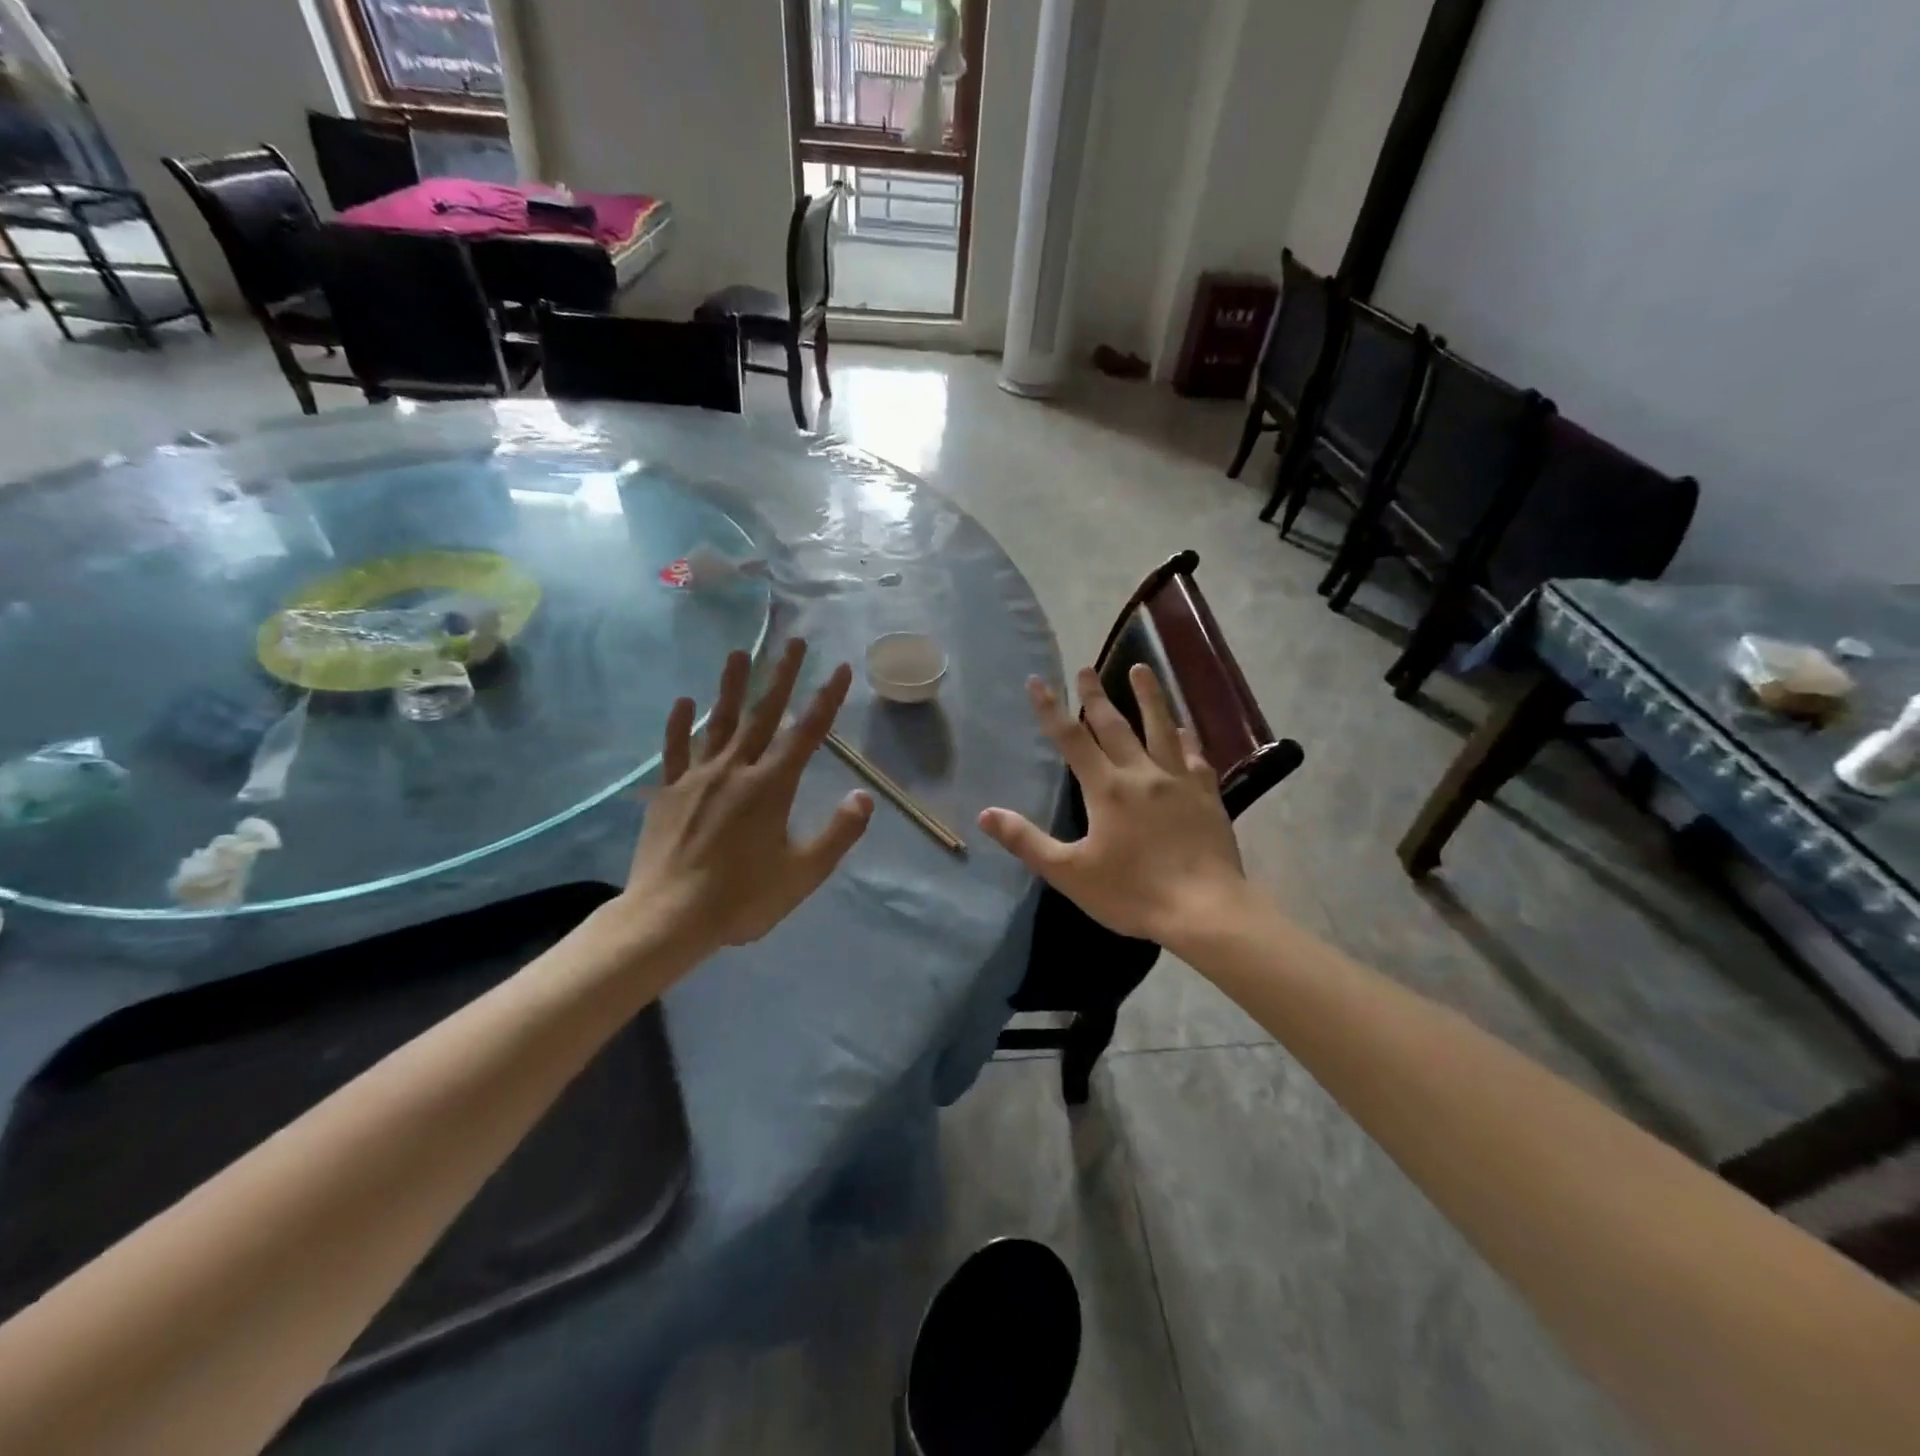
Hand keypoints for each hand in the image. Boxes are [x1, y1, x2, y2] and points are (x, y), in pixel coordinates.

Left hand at [615, 639, 872, 958]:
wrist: (669, 918)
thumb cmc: (742, 898)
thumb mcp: (803, 874)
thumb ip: (838, 833)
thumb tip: (864, 795)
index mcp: (772, 787)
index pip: (807, 733)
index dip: (827, 699)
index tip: (840, 668)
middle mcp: (736, 770)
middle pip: (763, 715)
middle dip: (782, 676)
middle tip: (795, 642)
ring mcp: (697, 778)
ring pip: (718, 722)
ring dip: (731, 686)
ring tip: (739, 652)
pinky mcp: (669, 792)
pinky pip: (675, 750)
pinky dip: (679, 725)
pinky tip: (683, 701)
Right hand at [978, 664, 1246, 946]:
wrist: (1205, 909)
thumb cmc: (1132, 893)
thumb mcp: (1070, 873)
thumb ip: (1027, 841)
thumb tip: (986, 814)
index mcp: (1106, 789)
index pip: (1071, 739)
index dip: (1051, 709)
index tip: (1037, 681)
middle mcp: (1141, 774)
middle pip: (1114, 726)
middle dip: (1096, 696)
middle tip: (1086, 668)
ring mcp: (1178, 781)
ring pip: (1161, 728)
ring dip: (1149, 696)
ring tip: (1141, 668)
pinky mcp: (1207, 795)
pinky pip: (1195, 756)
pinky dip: (1186, 737)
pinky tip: (1183, 729)